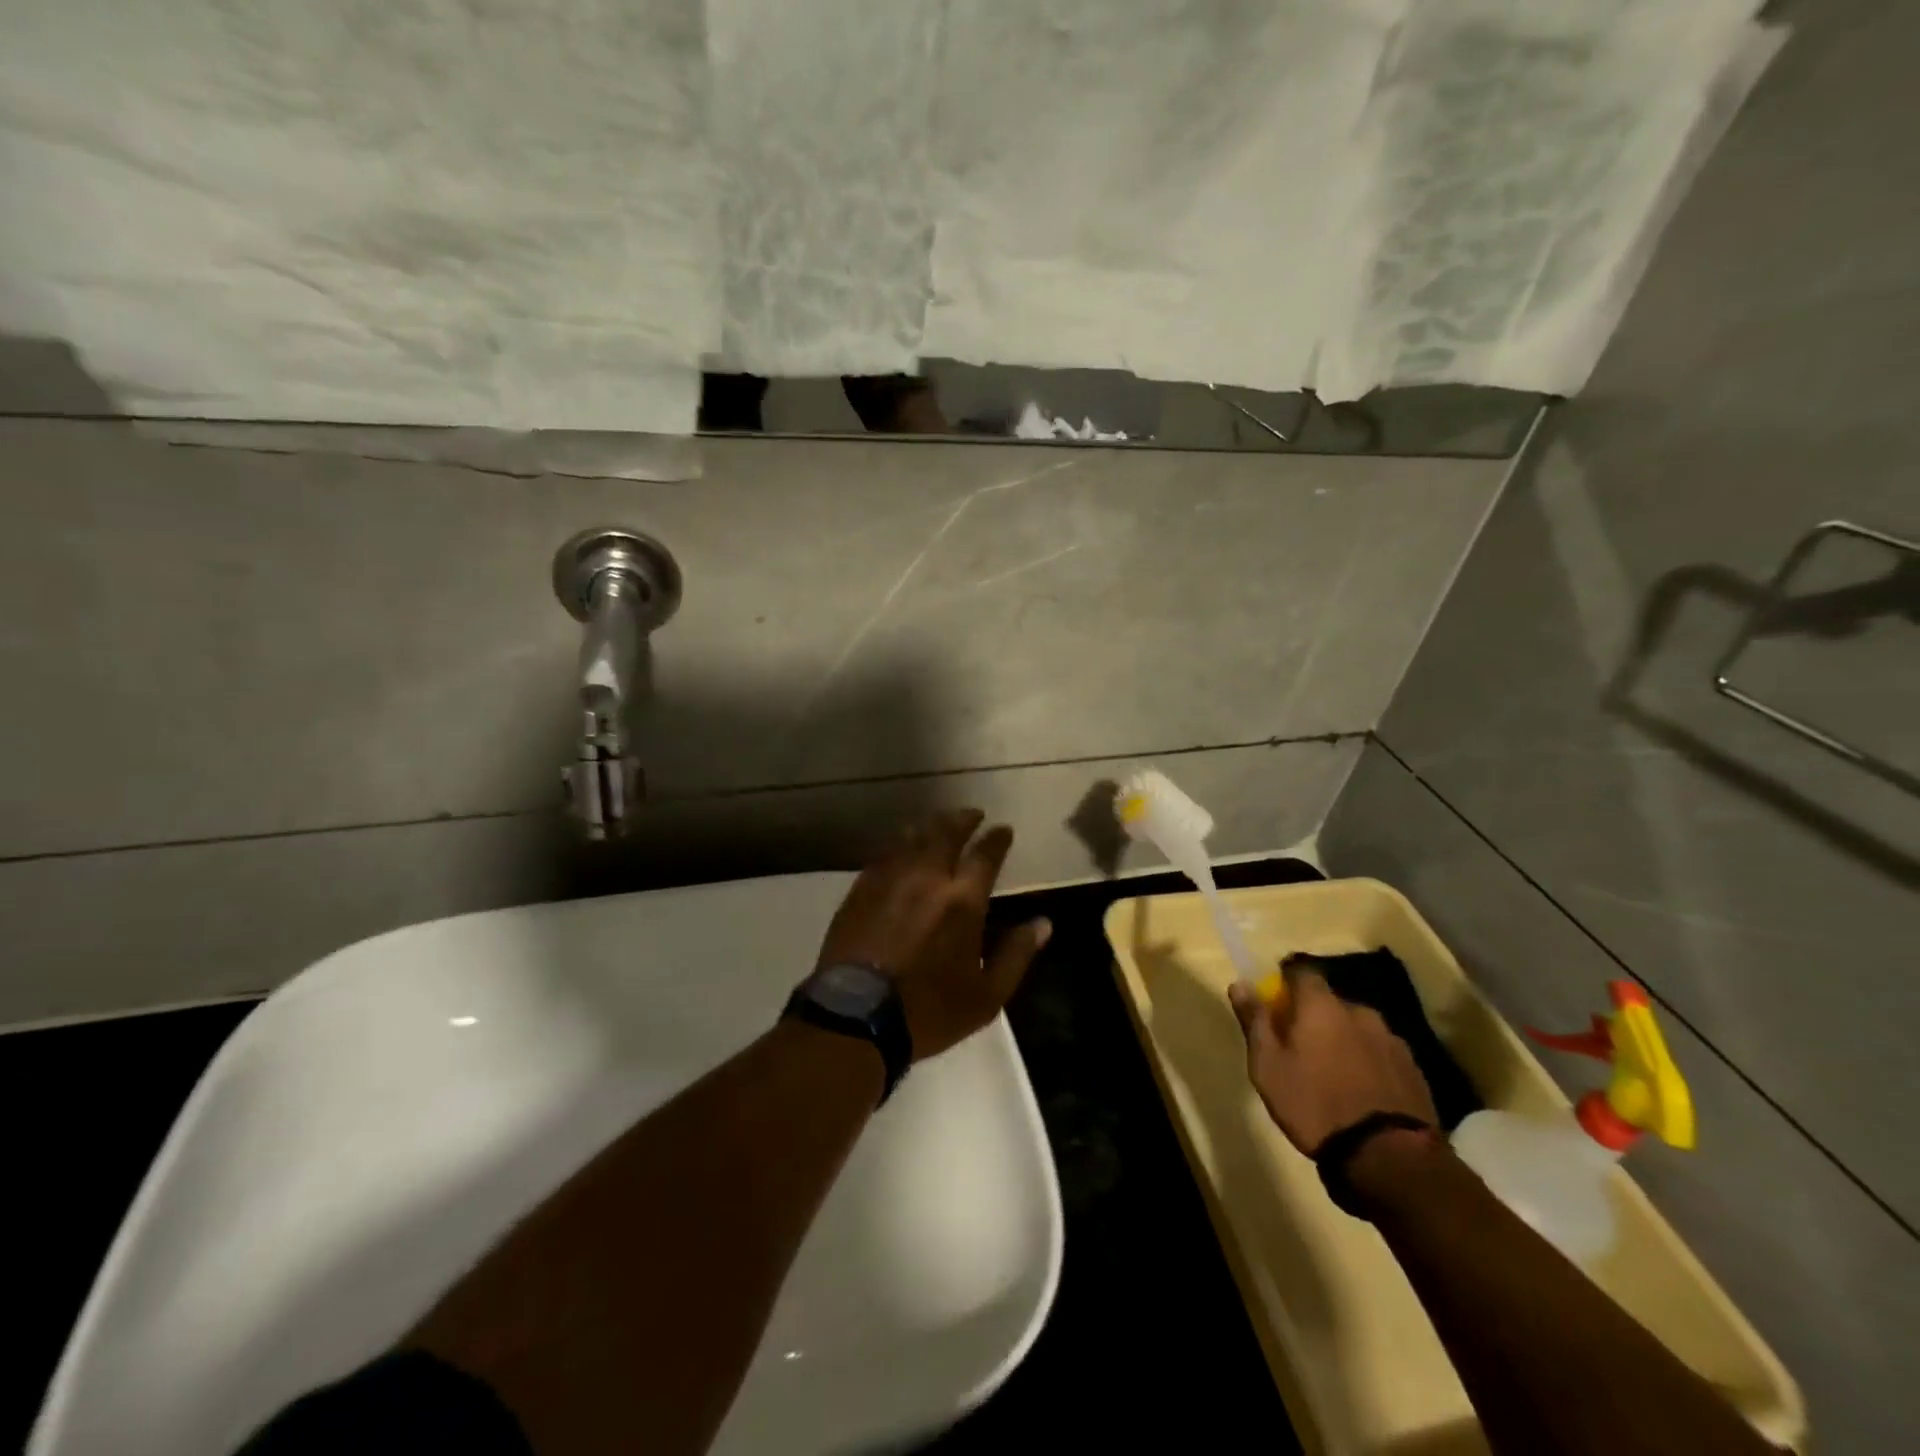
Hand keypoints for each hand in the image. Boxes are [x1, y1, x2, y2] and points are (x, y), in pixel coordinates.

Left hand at [815, 809, 1049, 1060]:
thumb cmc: (929, 1010)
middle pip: (947, 832)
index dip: (997, 838)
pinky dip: (900, 843)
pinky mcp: (861, 888)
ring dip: (931, 826)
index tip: (1003, 829)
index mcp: (963, 900)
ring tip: (939, 824)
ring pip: (913, 836)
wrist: (855, 1016)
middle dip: (963, 819)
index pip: (985, 854)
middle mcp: (928, 877)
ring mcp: (890, 878)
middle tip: (972, 814)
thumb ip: (1016, 955)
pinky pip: (884, 853)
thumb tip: (1043, 923)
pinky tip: (902, 847)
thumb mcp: (986, 996)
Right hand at [1228, 961, 1436, 1155]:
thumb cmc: (1314, 1104)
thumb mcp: (1268, 1066)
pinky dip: (1368, 1062)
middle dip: (1315, 1017)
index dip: (1286, 983)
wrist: (1388, 1157)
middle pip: (1330, 1002)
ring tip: (1334, 1073)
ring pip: (1358, 1028)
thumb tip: (1240, 984)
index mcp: (1321, 1005)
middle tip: (1302, 1047)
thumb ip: (1255, 1021)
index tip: (1276, 1005)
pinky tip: (1362, 1091)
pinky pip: (1381, 1053)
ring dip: (1344, 1040)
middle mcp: (1359, 1011)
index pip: (1301, 971)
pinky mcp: (1414, 1069)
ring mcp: (1392, 1039)